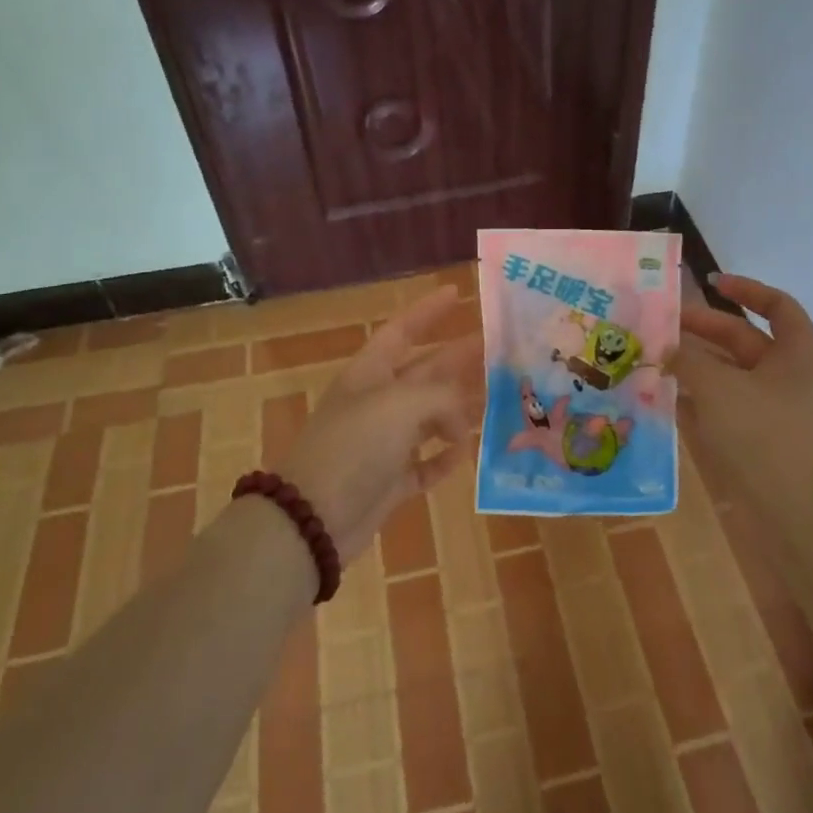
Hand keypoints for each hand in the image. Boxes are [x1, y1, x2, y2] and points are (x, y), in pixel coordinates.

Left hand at [280, 285, 482, 563]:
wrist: (313, 519)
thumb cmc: (355, 447)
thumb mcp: (401, 405)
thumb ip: (442, 398)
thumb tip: (460, 420)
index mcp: (370, 374)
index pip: (402, 331)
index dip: (428, 311)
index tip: (458, 293)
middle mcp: (378, 403)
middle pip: (426, 372)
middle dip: (459, 359)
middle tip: (499, 349)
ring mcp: (384, 444)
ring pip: (430, 418)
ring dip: (460, 411)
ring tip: (498, 401)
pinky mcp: (390, 482)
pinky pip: (426, 465)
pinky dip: (444, 460)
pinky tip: (465, 455)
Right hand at [672, 275, 812, 510]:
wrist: (797, 515)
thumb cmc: (764, 435)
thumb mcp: (719, 387)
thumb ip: (688, 360)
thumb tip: (667, 347)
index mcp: (797, 353)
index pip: (776, 306)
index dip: (745, 289)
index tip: (709, 283)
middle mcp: (788, 377)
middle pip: (743, 341)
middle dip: (702, 331)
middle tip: (660, 327)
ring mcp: (774, 411)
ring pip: (729, 376)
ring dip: (693, 367)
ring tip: (652, 359)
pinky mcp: (757, 441)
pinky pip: (723, 409)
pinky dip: (697, 400)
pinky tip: (663, 398)